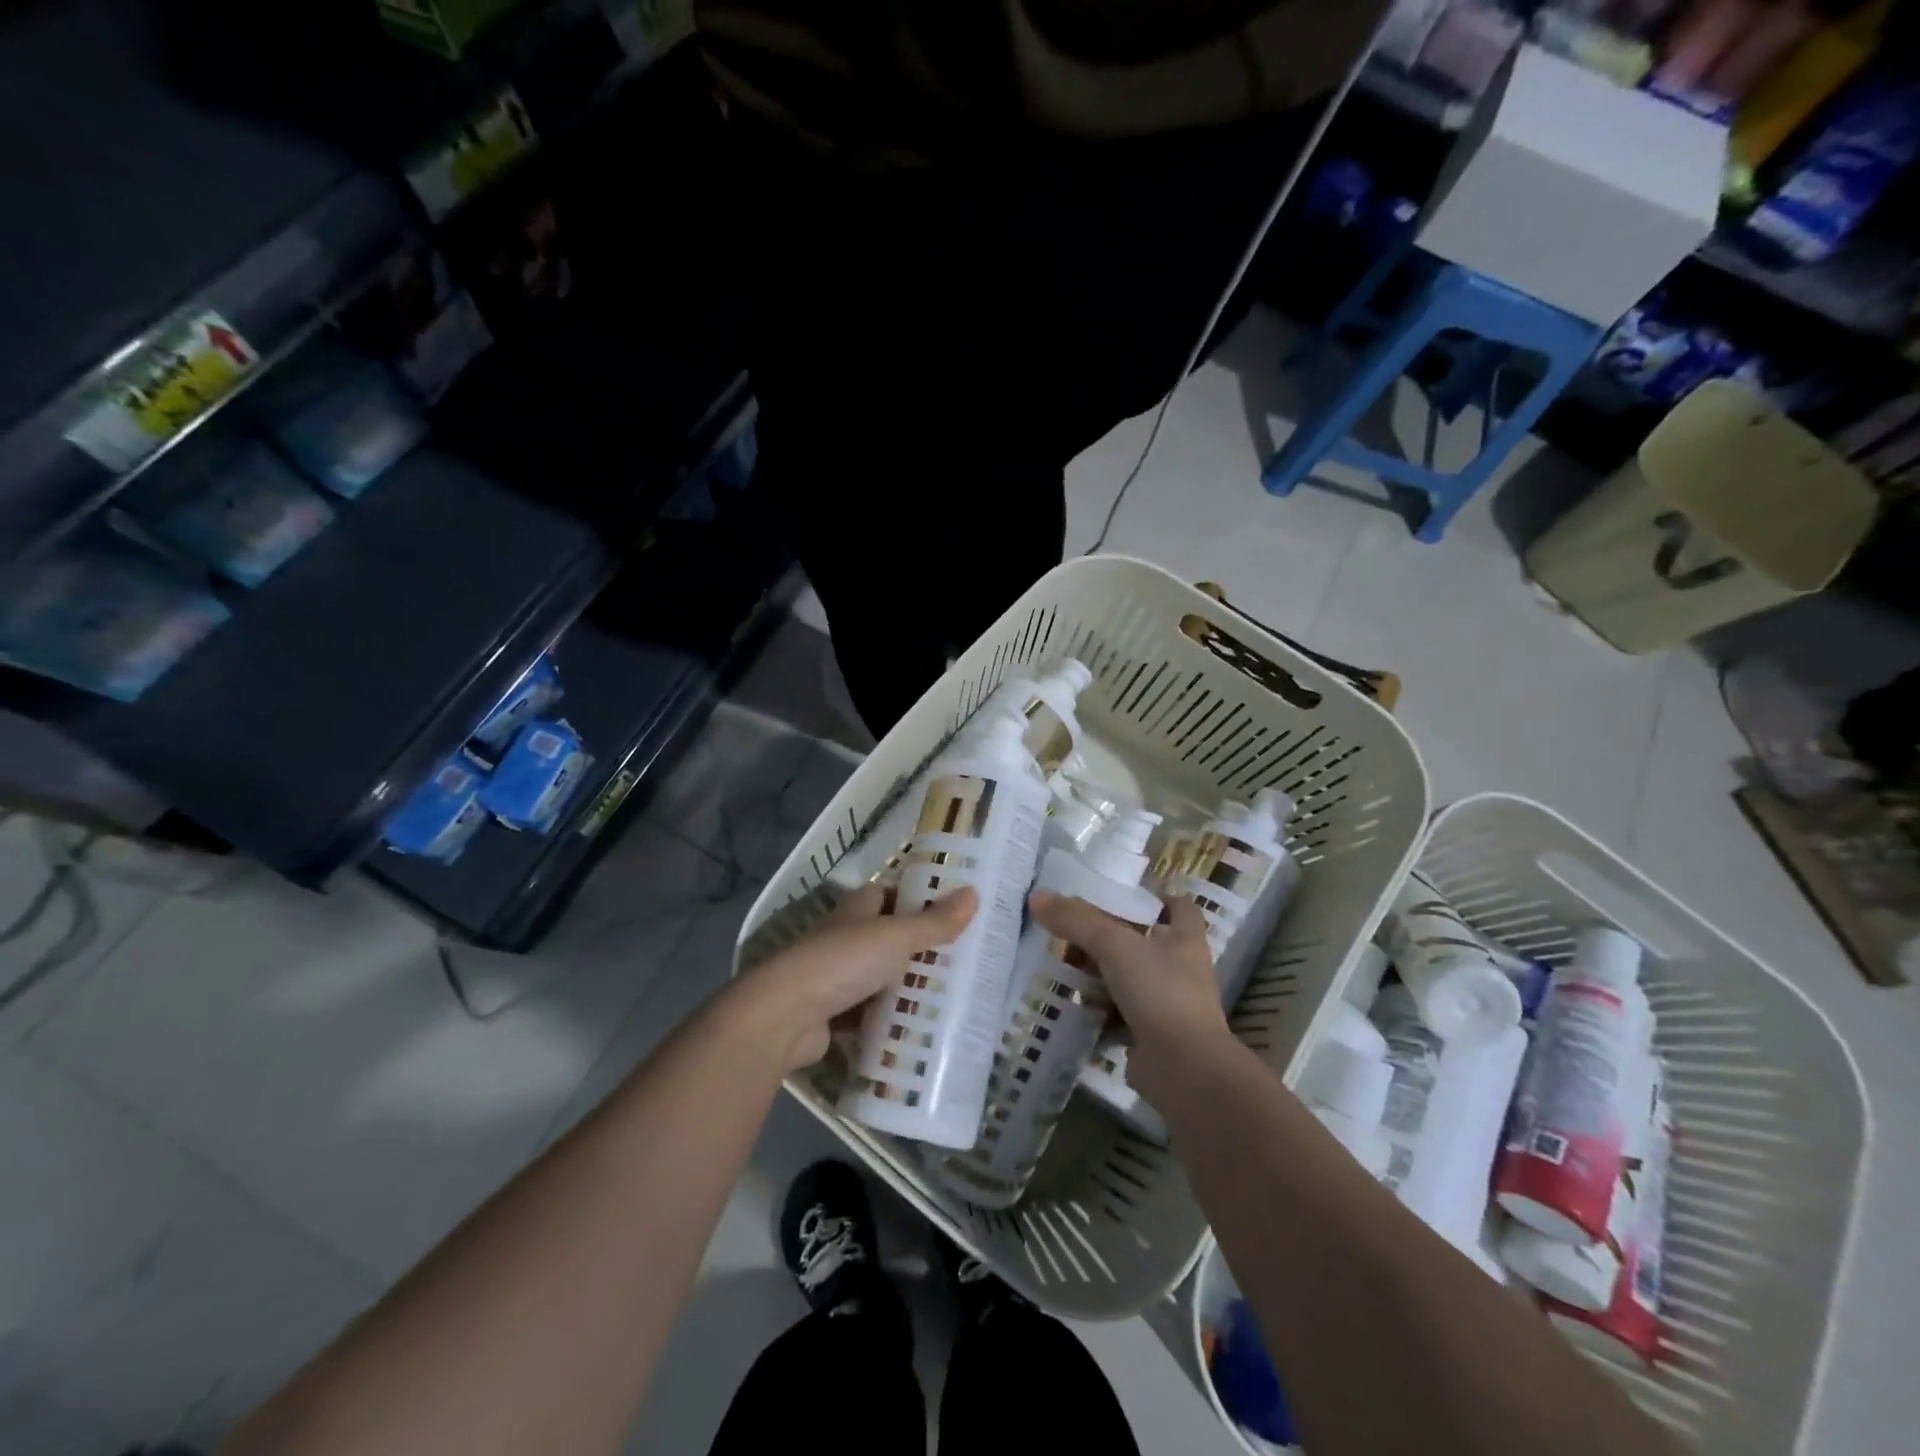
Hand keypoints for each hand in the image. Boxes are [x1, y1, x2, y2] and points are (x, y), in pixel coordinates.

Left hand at [734, 883, 977, 1071]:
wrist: (785, 1016)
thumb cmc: (843, 962)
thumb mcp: (896, 937)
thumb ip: (934, 922)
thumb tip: (974, 893)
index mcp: (857, 910)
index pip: (889, 894)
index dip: (918, 898)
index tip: (953, 910)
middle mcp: (844, 938)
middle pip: (888, 937)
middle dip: (919, 948)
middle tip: (963, 959)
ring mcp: (835, 978)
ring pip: (880, 977)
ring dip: (906, 987)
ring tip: (950, 997)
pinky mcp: (831, 1015)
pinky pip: (869, 1014)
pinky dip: (888, 1020)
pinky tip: (917, 1030)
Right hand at [1028, 890, 1228, 1057]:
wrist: (1184, 1070)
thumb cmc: (1160, 993)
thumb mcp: (1115, 946)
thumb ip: (1076, 920)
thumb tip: (1037, 896)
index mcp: (1185, 939)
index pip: (1179, 907)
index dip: (1154, 898)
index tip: (1120, 897)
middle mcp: (1181, 969)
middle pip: (1144, 942)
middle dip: (1109, 938)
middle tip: (1073, 933)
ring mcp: (1168, 1005)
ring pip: (1129, 980)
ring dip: (1100, 976)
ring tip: (1064, 968)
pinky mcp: (1152, 1035)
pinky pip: (1119, 1015)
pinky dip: (1097, 1011)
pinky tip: (1071, 1006)